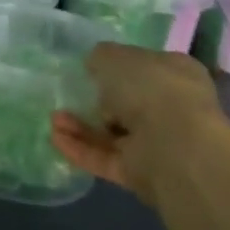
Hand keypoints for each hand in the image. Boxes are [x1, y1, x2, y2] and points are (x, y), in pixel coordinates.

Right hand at [50, 44, 229, 205]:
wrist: (174, 146)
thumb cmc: (149, 88)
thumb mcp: (114, 57)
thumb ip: (101, 57)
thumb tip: (95, 64)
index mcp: (176, 73)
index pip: (145, 67)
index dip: (118, 66)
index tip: (90, 67)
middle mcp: (171, 108)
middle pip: (127, 103)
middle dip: (95, 100)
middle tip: (69, 95)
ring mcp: (157, 143)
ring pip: (111, 132)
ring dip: (81, 126)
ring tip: (54, 118)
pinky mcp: (141, 172)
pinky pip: (104, 158)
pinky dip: (80, 148)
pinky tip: (55, 137)